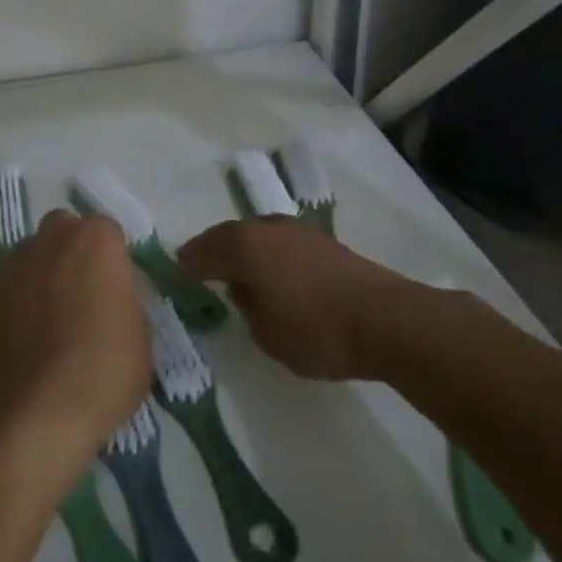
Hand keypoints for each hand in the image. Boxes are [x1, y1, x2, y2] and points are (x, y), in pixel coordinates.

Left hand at [0, 210, 151, 480]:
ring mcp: (18, 263)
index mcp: (97, 240)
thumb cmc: (104, 369)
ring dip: (47, 270)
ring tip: (56, 315)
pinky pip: (15, 283)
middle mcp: (54, 238)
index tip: (117, 290)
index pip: (110, 234)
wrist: (38, 409)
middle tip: (87, 294)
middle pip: (67, 230)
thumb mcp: (141, 335)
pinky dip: (24, 297)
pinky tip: (32, 333)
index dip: (114, 261)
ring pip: (37, 252)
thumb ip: (125, 300)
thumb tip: (111, 298)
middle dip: (76, 251)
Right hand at [178, 220, 405, 380]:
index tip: (175, 273)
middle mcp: (265, 228)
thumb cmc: (316, 330)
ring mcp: (296, 231)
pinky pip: (280, 244)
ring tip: (238, 273)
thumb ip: (247, 308)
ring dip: (244, 251)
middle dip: (213, 252)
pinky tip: (274, 275)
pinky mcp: (323, 241)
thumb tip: (245, 290)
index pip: (202, 251)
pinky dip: (269, 256)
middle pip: (228, 236)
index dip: (186, 264)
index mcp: (243, 246)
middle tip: (200, 269)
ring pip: (257, 236)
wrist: (386, 319)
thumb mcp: (266, 334)